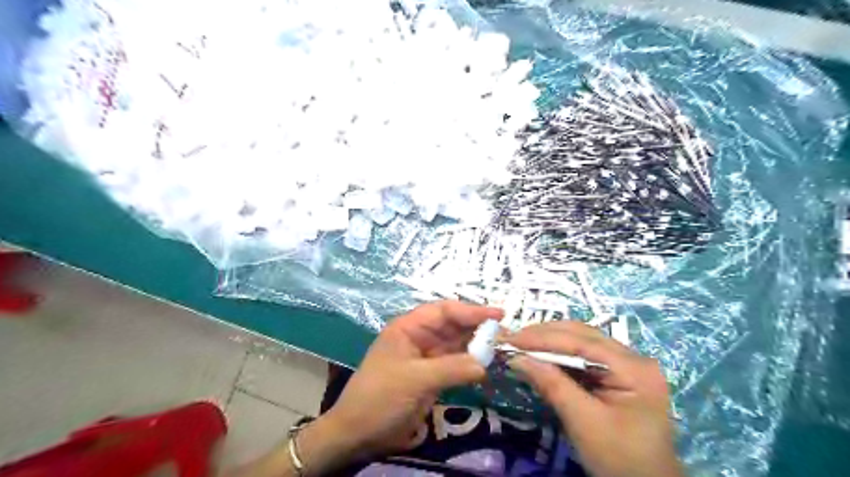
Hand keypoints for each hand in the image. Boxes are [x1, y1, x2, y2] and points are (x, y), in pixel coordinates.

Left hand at [305, 301, 499, 471]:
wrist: (358, 433)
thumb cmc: (380, 397)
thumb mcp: (414, 380)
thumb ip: (451, 369)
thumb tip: (484, 364)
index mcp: (408, 328)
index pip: (443, 311)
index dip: (470, 310)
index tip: (497, 315)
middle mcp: (418, 337)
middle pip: (452, 326)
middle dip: (476, 327)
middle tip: (504, 333)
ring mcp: (425, 357)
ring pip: (456, 344)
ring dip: (476, 346)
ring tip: (500, 347)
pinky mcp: (430, 376)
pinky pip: (455, 363)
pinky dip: (470, 364)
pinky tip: (485, 365)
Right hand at [503, 321, 681, 475]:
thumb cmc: (620, 459)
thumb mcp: (583, 422)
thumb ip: (551, 384)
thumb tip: (516, 358)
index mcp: (633, 367)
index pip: (580, 341)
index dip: (542, 338)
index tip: (510, 338)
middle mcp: (633, 357)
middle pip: (582, 335)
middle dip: (544, 334)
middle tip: (512, 337)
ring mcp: (627, 365)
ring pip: (582, 341)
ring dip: (550, 341)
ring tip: (521, 342)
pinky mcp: (619, 375)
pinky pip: (584, 355)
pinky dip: (559, 354)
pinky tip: (541, 355)